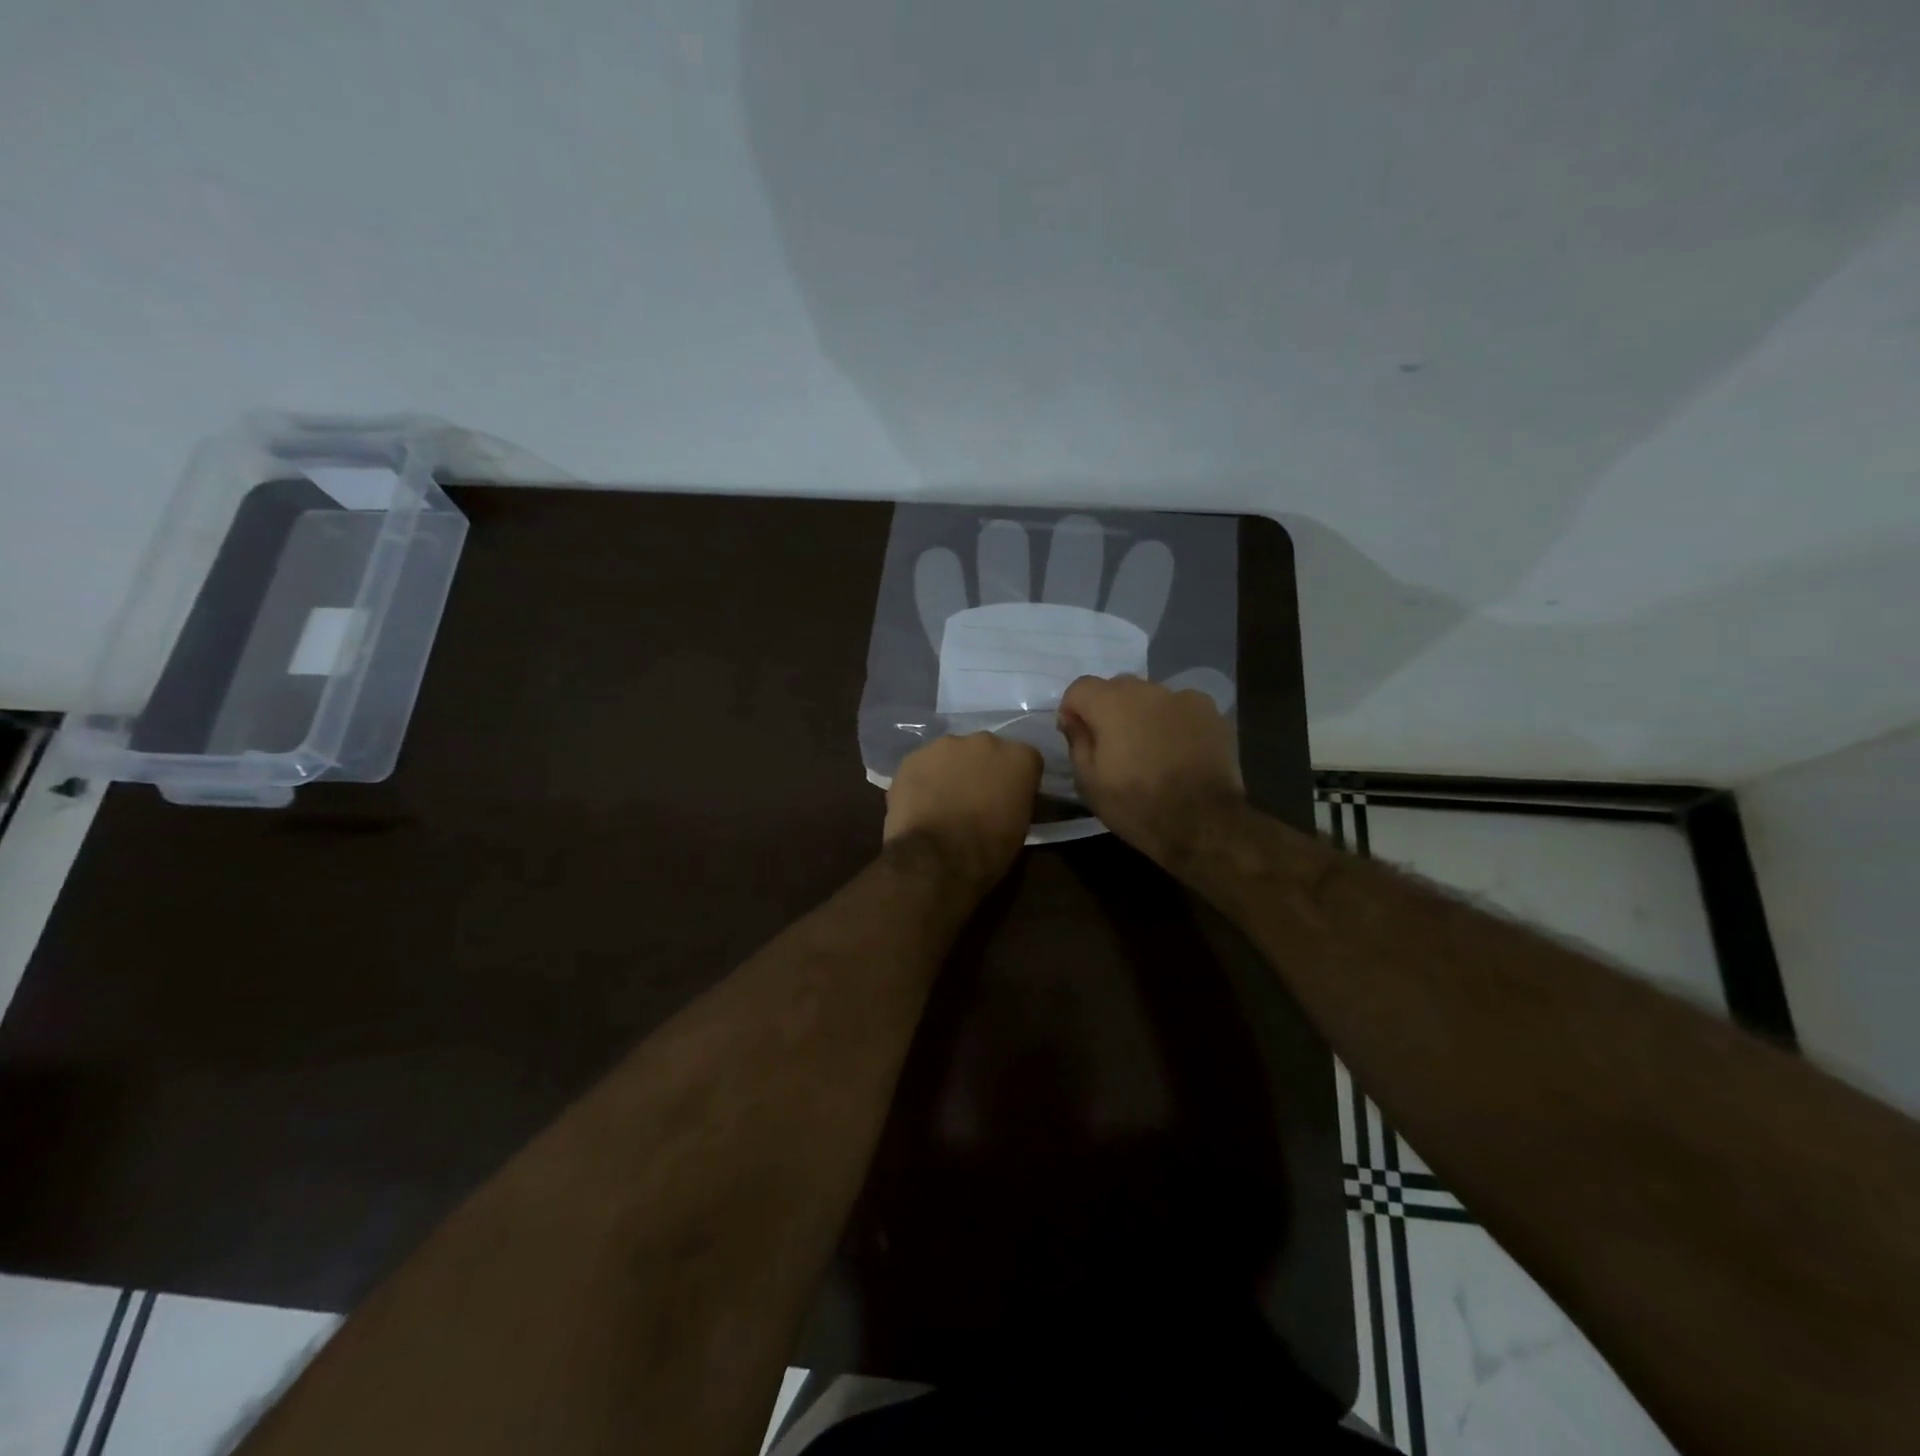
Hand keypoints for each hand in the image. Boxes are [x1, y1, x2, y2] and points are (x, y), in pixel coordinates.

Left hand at [884, 733, 1043, 888]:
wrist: (935, 857)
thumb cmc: (988, 849)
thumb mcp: (1020, 827)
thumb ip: (1016, 799)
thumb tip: (1007, 798)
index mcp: (1019, 757)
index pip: (1026, 761)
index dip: (1016, 781)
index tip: (1009, 799)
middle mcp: (985, 741)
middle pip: (987, 751)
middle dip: (982, 770)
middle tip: (975, 799)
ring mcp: (946, 745)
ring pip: (952, 754)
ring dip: (951, 772)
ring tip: (943, 803)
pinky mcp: (914, 757)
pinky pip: (924, 765)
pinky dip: (924, 780)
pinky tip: (920, 805)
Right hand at [1057, 674, 1244, 864]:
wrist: (1202, 823)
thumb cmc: (1136, 805)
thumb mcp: (1088, 782)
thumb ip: (1077, 741)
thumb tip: (1072, 718)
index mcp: (1111, 704)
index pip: (1080, 687)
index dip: (1073, 709)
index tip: (1077, 735)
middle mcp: (1147, 690)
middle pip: (1116, 687)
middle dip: (1107, 708)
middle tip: (1112, 744)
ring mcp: (1183, 697)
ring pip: (1150, 696)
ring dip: (1141, 714)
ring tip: (1149, 749)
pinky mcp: (1210, 712)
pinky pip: (1179, 707)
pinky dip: (1172, 721)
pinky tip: (1177, 749)